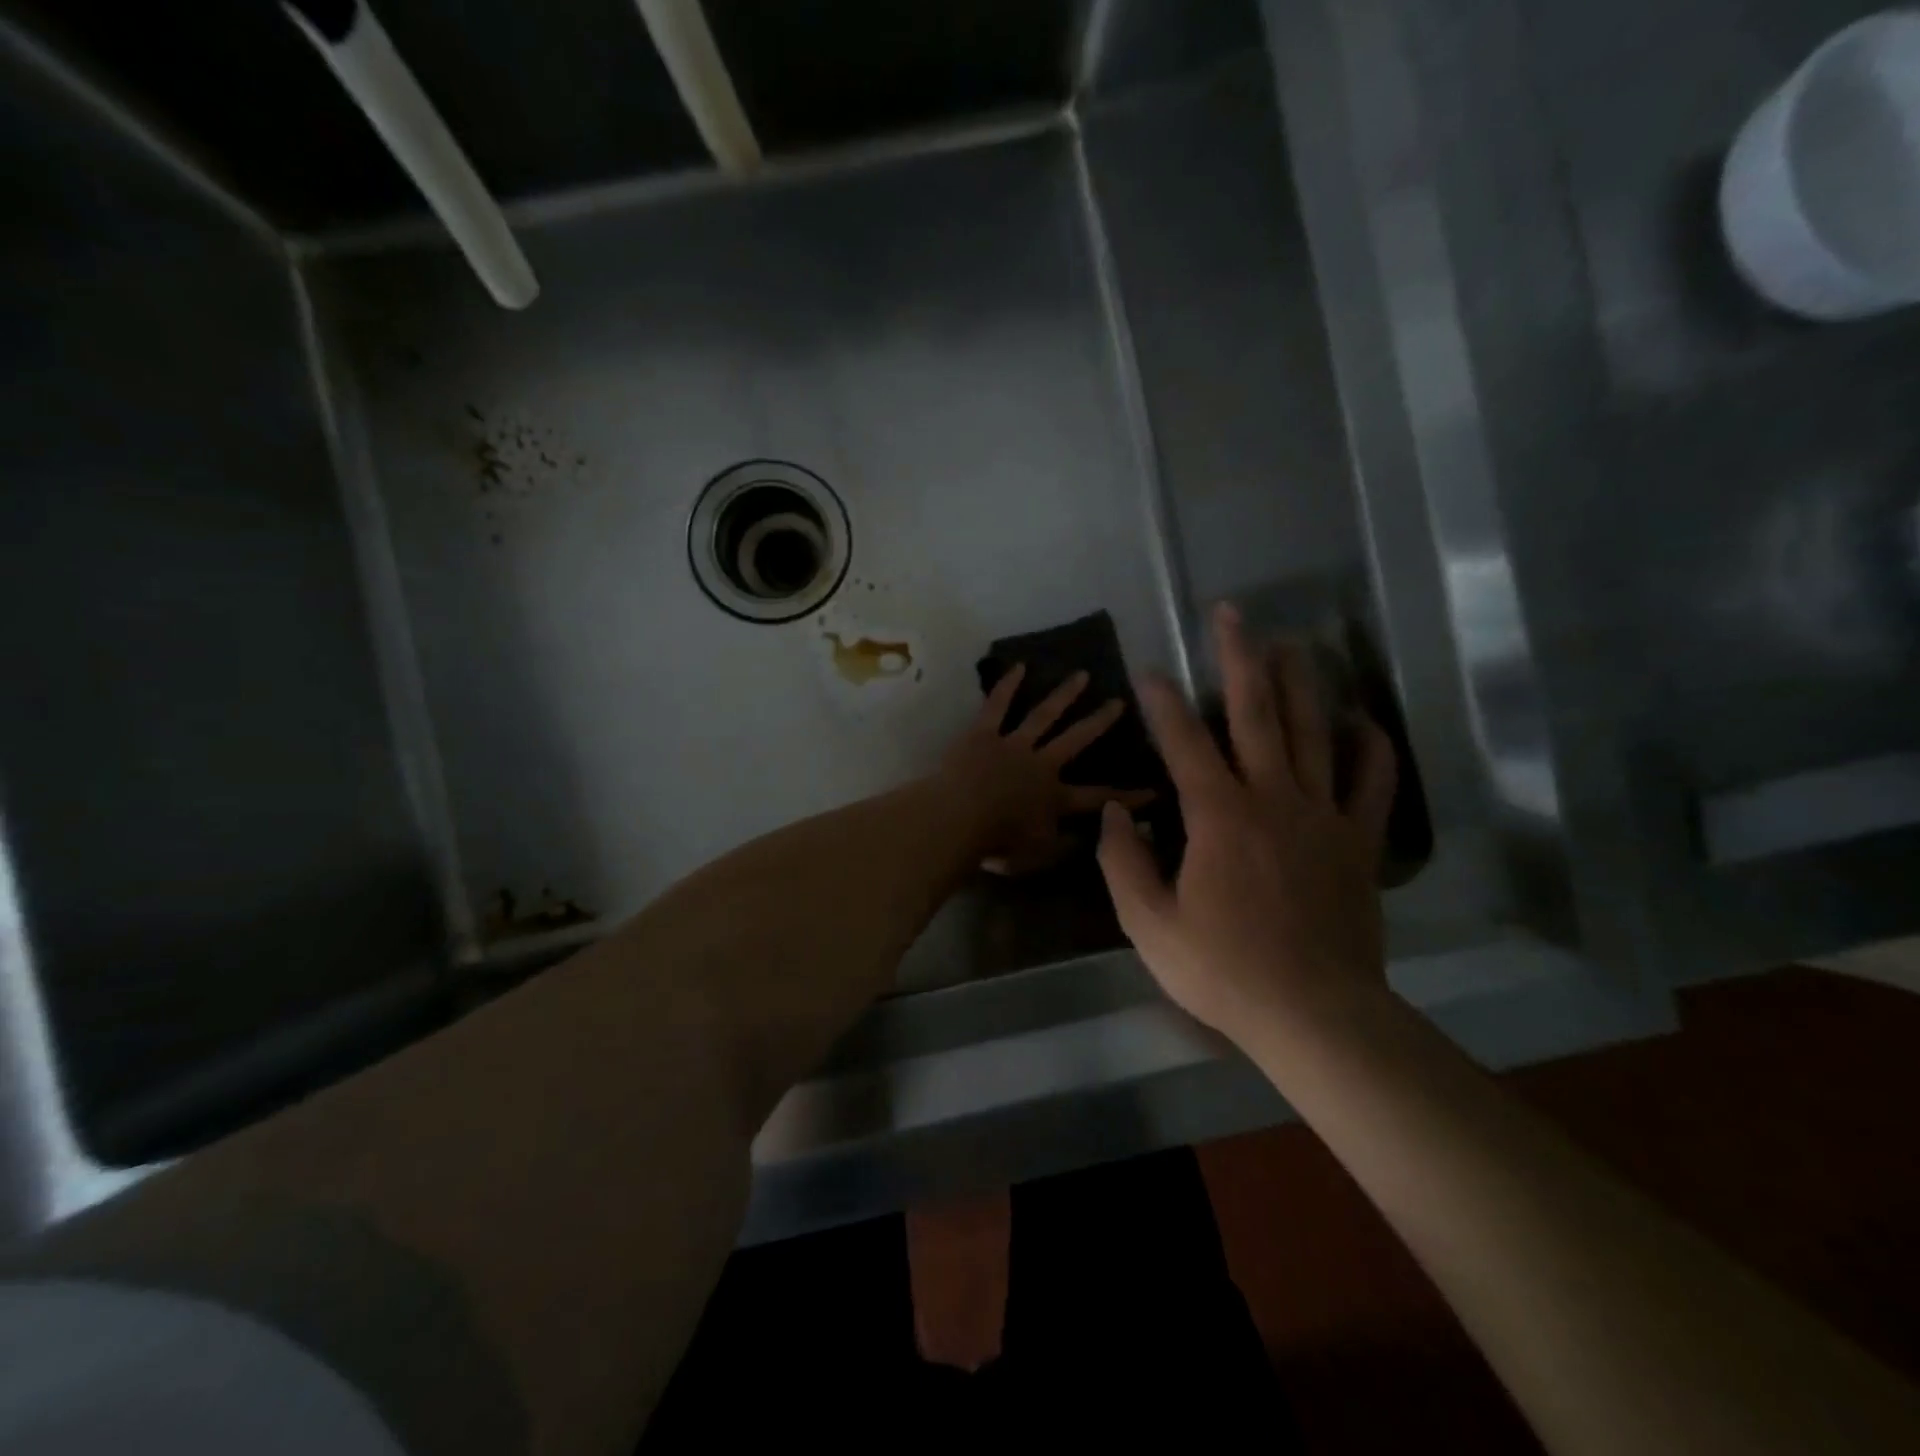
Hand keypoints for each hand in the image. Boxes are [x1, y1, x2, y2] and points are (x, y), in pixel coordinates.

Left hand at [936, 664, 1154, 873]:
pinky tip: (1019, 666)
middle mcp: (1041, 764)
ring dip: (1064, 695)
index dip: (1129, 796)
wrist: (956, 820)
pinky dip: (1007, 685)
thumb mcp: (1037, 856)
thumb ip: (1065, 846)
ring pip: (1043, 715)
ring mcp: (1012, 744)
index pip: (1099, 797)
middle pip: (1076, 739)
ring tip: (1082, 675)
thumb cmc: (996, 844)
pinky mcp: (982, 733)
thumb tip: (1092, 837)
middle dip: (1099, 722)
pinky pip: (997, 706)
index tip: (1156, 789)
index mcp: (1054, 798)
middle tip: (1120, 702)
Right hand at [1097, 602, 1397, 1044]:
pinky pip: (1371, 781)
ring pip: (1312, 731)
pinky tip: (1359, 720)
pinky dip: (1368, 746)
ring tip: (1290, 642)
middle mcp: (1272, 798)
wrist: (1314, 1014)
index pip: (1183, 741)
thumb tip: (1113, 810)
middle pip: (1256, 712)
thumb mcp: (1148, 923)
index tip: (1147, 669)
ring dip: (1299, 681)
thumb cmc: (1222, 969)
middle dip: (1240, 657)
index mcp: (1218, 815)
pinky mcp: (1359, 841)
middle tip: (1232, 612)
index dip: (1162, 701)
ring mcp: (1323, 815)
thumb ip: (1122, 860)